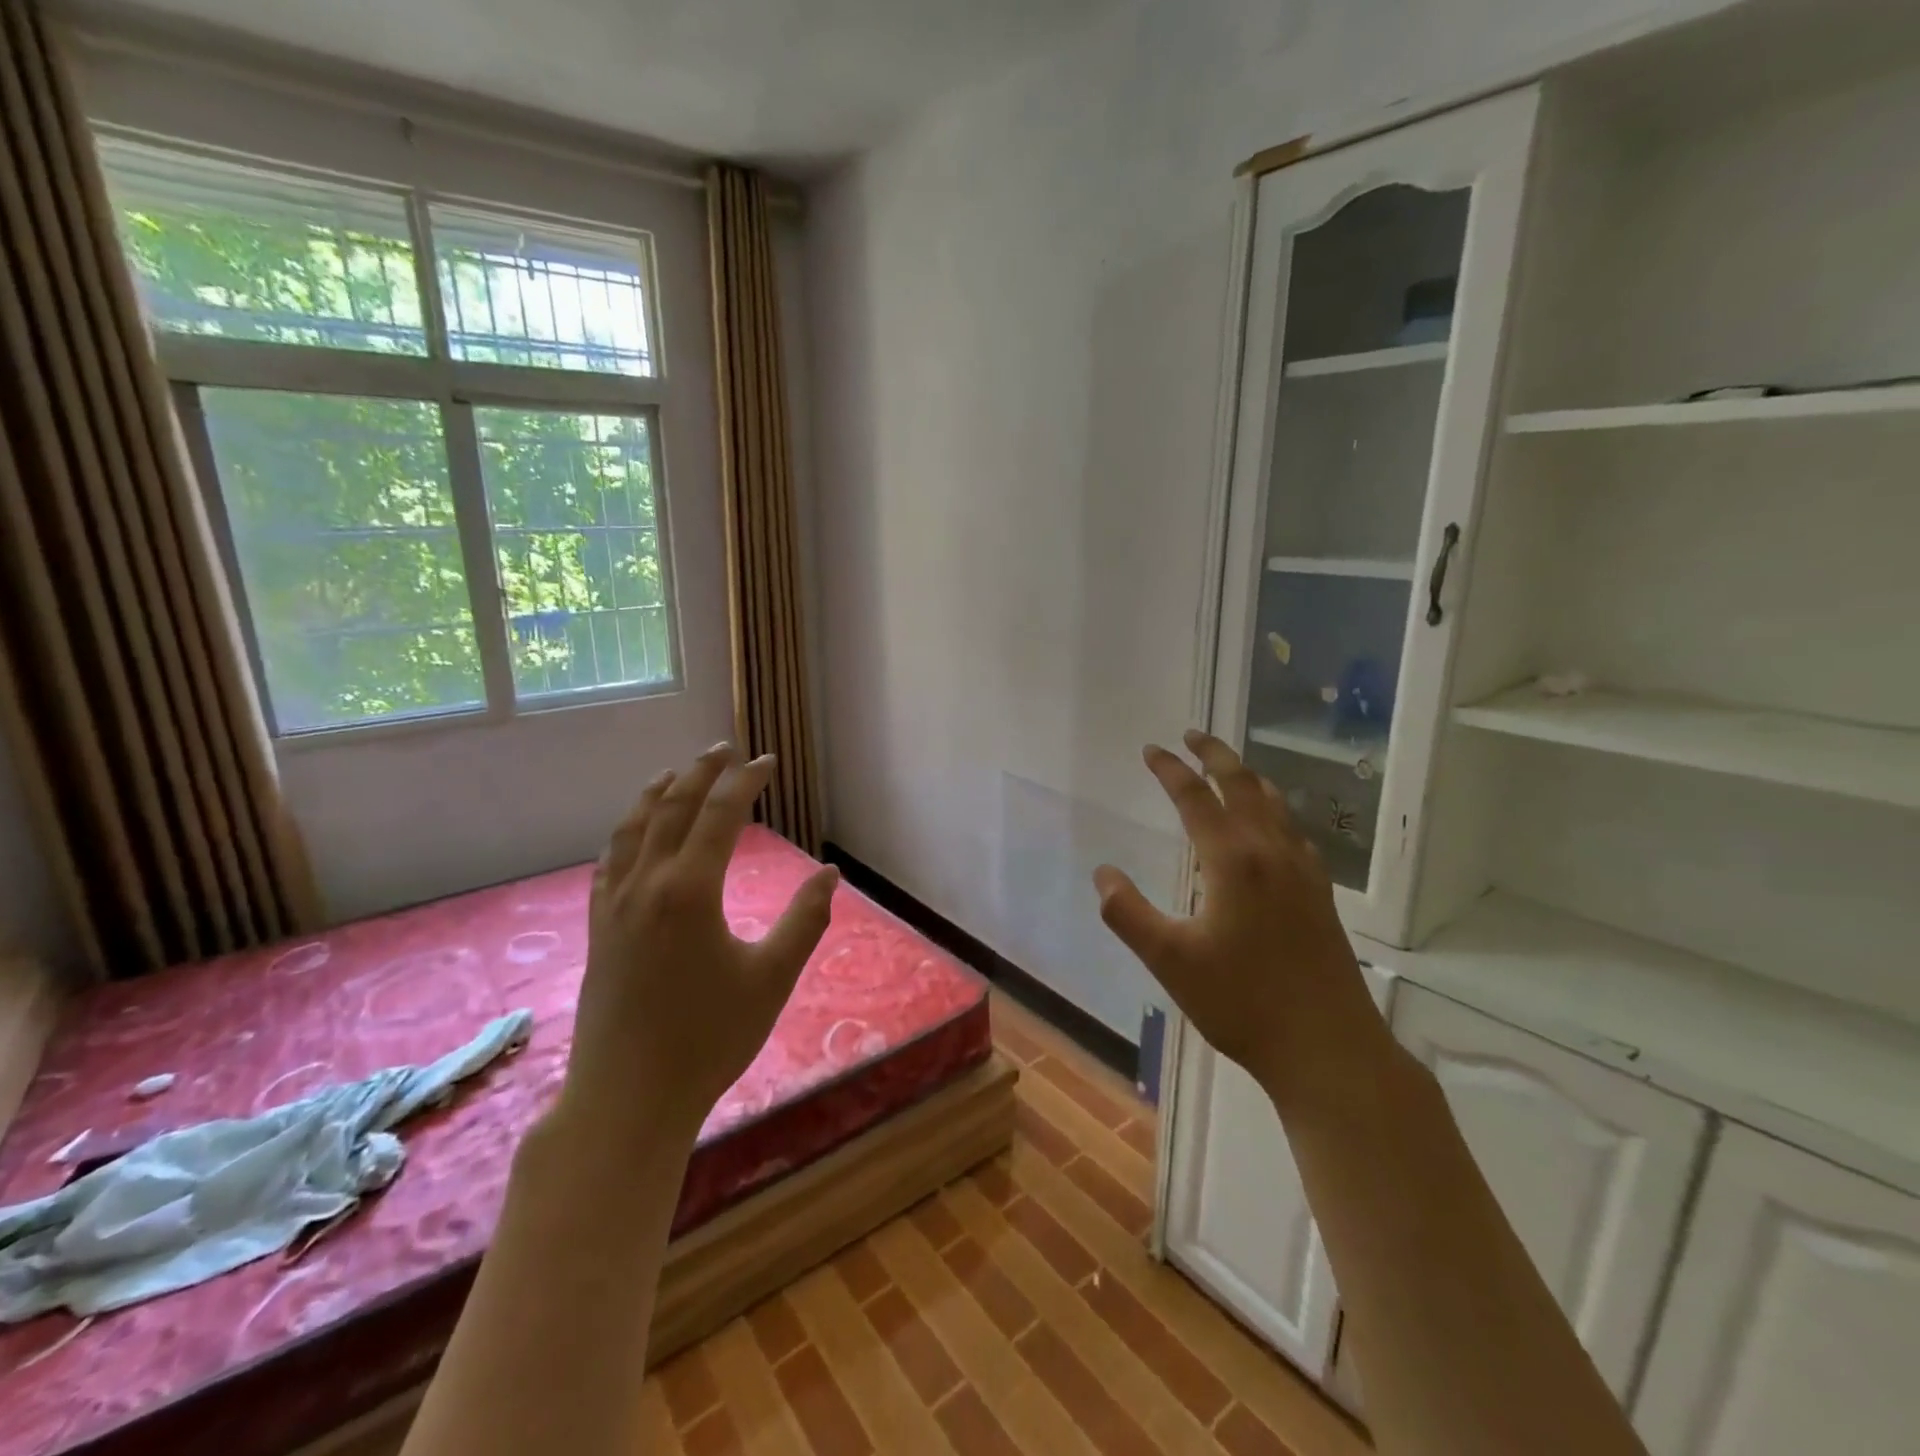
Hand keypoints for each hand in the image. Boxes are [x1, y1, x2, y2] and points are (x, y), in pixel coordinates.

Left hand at [561, 744, 839, 1141]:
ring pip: (632, 829)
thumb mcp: (772, 978)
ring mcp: (615, 905)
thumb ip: (805, 919)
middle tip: (724, 750)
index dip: (745, 781)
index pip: (720, 814)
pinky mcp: (599, 928)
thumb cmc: (708, 1039)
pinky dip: (627, 832)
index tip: (767, 762)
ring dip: (657, 793)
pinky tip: (634, 833)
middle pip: (671, 807)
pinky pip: (610, 861)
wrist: (627, 1098)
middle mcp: (647, 884)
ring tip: (675, 773)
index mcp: (691, 890)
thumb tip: (830, 874)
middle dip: (700, 773)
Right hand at [1092, 729, 1382, 1103]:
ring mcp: (1303, 871)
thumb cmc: (1241, 1002)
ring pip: (1275, 804)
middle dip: (1215, 755)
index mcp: (1232, 860)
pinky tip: (1272, 826)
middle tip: (1192, 735)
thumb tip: (1103, 874)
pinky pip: (1294, 831)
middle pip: (1243, 785)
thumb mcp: (1169, 960)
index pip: (1195, 798)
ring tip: (1228, 768)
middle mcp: (1271, 852)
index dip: (1170, 770)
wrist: (1328, 1047)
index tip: (1151, 749)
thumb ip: (1128, 913)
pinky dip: (1274, 810)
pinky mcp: (1320, 893)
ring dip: (1247, 778)